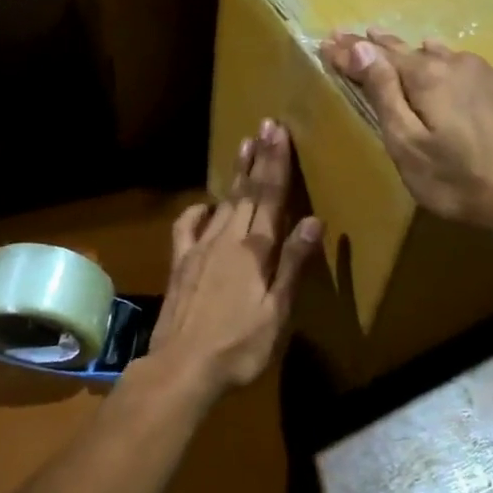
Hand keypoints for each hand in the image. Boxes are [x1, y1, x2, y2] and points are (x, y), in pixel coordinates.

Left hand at [142, 119, 320, 397]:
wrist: (182, 366)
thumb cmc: (240, 346)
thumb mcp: (277, 311)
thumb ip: (293, 264)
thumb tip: (312, 219)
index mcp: (255, 250)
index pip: (271, 197)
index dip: (276, 163)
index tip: (279, 132)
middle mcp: (228, 239)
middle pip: (247, 192)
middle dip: (258, 157)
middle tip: (265, 125)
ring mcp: (200, 248)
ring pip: (223, 202)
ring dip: (235, 174)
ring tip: (244, 146)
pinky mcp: (180, 263)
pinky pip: (188, 227)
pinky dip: (197, 211)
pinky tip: (204, 204)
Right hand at [320, 31, 492, 237]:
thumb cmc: (457, 180)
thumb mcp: (407, 144)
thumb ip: (384, 93)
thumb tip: (360, 47)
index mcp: (427, 76)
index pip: (377, 54)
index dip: (350, 49)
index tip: (326, 41)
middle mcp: (456, 63)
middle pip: (406, 50)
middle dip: (375, 46)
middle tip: (351, 36)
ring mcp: (485, 75)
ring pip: (437, 55)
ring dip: (409, 52)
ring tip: (389, 44)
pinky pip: (461, 65)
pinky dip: (440, 62)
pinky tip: (440, 61)